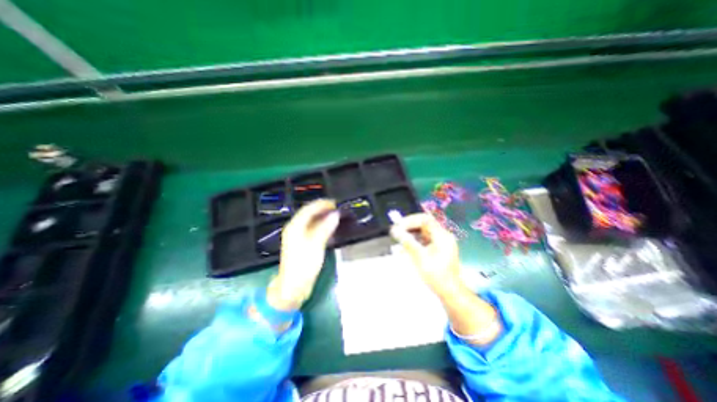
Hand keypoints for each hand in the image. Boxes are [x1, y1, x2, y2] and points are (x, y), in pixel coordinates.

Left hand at [265, 199, 338, 309]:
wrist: (293, 286)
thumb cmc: (303, 265)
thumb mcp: (316, 245)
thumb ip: (325, 228)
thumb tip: (335, 214)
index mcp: (295, 227)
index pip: (308, 209)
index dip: (321, 204)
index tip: (334, 202)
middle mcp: (295, 228)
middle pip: (309, 213)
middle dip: (322, 209)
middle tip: (337, 208)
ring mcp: (298, 236)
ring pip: (311, 221)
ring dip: (323, 216)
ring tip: (335, 215)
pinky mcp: (303, 243)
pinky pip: (313, 228)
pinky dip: (322, 225)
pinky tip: (329, 227)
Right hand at [391, 214, 499, 341]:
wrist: (450, 292)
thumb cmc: (436, 275)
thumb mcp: (419, 257)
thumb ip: (407, 242)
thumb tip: (394, 230)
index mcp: (442, 236)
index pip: (425, 219)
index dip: (410, 220)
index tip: (398, 225)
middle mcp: (443, 236)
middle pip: (424, 224)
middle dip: (409, 227)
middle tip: (397, 231)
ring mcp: (441, 243)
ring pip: (422, 233)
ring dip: (410, 234)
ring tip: (399, 240)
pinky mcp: (438, 249)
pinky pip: (424, 241)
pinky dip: (414, 242)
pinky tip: (405, 249)